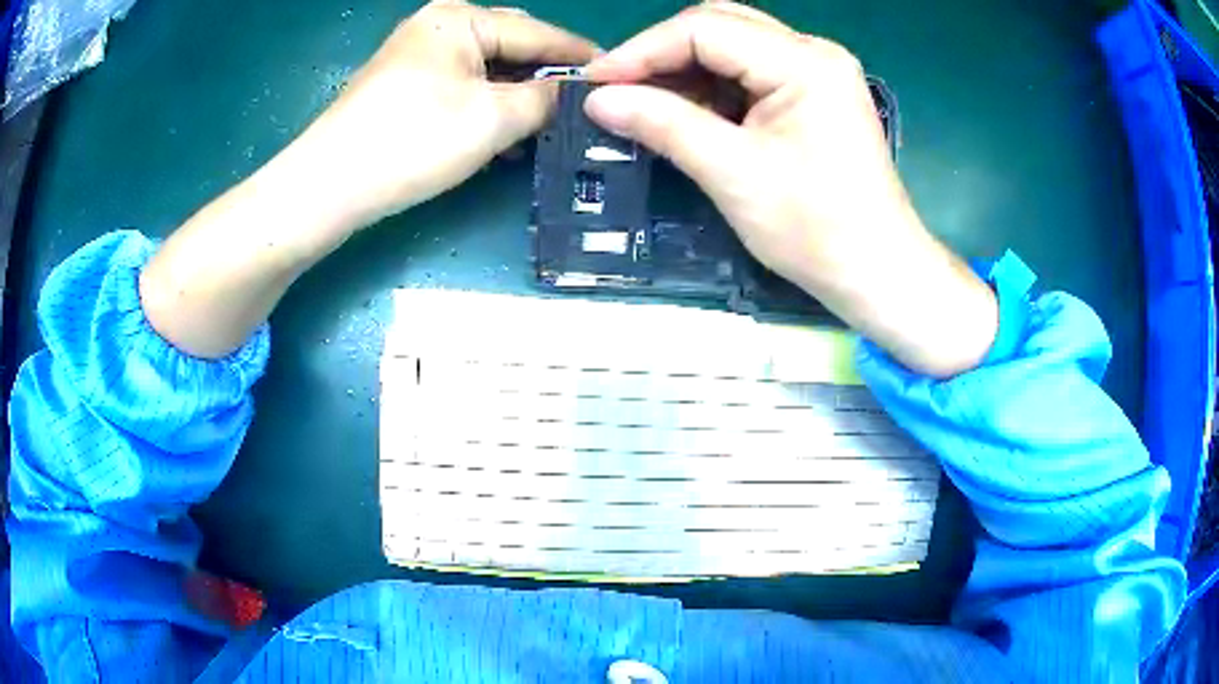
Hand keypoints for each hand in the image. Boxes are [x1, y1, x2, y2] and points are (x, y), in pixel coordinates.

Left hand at [295, 0, 598, 232]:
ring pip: (486, 72)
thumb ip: (545, 99)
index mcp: (461, 19)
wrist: (327, 187)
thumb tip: (572, 93)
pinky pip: (460, 88)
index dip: (578, 57)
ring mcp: (416, 56)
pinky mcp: (402, 86)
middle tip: (578, 110)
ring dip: (514, 99)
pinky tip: (499, 137)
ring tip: (541, 131)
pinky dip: (484, 109)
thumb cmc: (413, 141)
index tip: (615, 78)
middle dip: (544, 78)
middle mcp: (438, 27)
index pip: (538, 32)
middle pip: (510, 47)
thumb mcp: (494, 118)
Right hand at [583, 3, 996, 376]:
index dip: (642, 51)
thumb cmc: (816, 230)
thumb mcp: (734, 174)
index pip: (705, 29)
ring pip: (732, 48)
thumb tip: (598, 100)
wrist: (877, 273)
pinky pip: (750, 74)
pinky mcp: (814, 95)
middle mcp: (813, 52)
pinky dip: (711, 89)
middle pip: (719, 27)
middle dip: (661, 54)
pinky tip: (684, 113)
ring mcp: (817, 72)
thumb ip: (664, 125)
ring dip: (684, 72)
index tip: (595, 83)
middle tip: (616, 91)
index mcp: (804, 62)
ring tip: (642, 104)